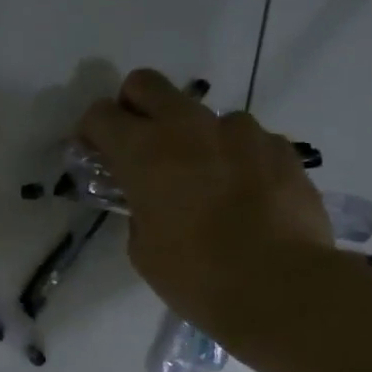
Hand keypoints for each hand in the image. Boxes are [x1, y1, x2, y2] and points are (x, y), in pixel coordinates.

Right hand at [79, 68, 334, 341]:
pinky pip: (247, 141)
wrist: (280, 286)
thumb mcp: (144, 250)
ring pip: (204, 116)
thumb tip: (152, 201)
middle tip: (140, 146)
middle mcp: (190, 127)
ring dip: (194, 140)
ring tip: (207, 186)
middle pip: (147, 84)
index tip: (95, 154)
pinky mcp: (280, 147)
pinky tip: (246, 199)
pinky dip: (236, 160)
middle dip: (134, 106)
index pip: (100, 115)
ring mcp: (241, 131)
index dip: (91, 132)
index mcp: (145, 152)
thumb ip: (139, 211)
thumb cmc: (197, 276)